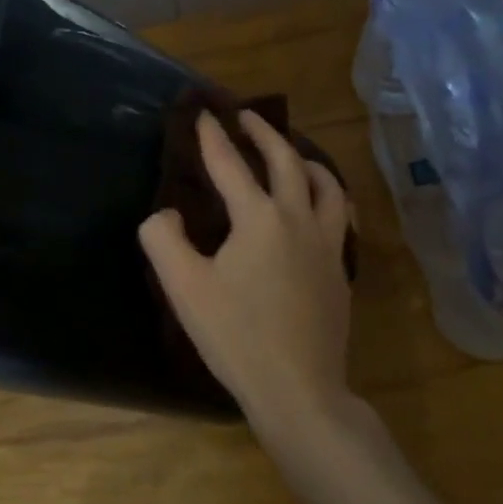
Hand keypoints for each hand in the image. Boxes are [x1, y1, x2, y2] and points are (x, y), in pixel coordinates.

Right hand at [140, 111, 354, 434]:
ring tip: (291, 154)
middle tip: (247, 116)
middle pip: (286, 162)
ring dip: (306, 160)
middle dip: (265, 133)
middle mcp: (298, 220)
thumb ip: (163, 239)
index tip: (204, 113)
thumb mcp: (184, 287)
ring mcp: (326, 246)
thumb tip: (167, 213)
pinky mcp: (339, 271)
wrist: (299, 390)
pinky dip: (326, 196)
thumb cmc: (236, 336)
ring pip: (326, 185)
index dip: (213, 137)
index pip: (230, 165)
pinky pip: (338, 216)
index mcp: (259, 219)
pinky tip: (318, 207)